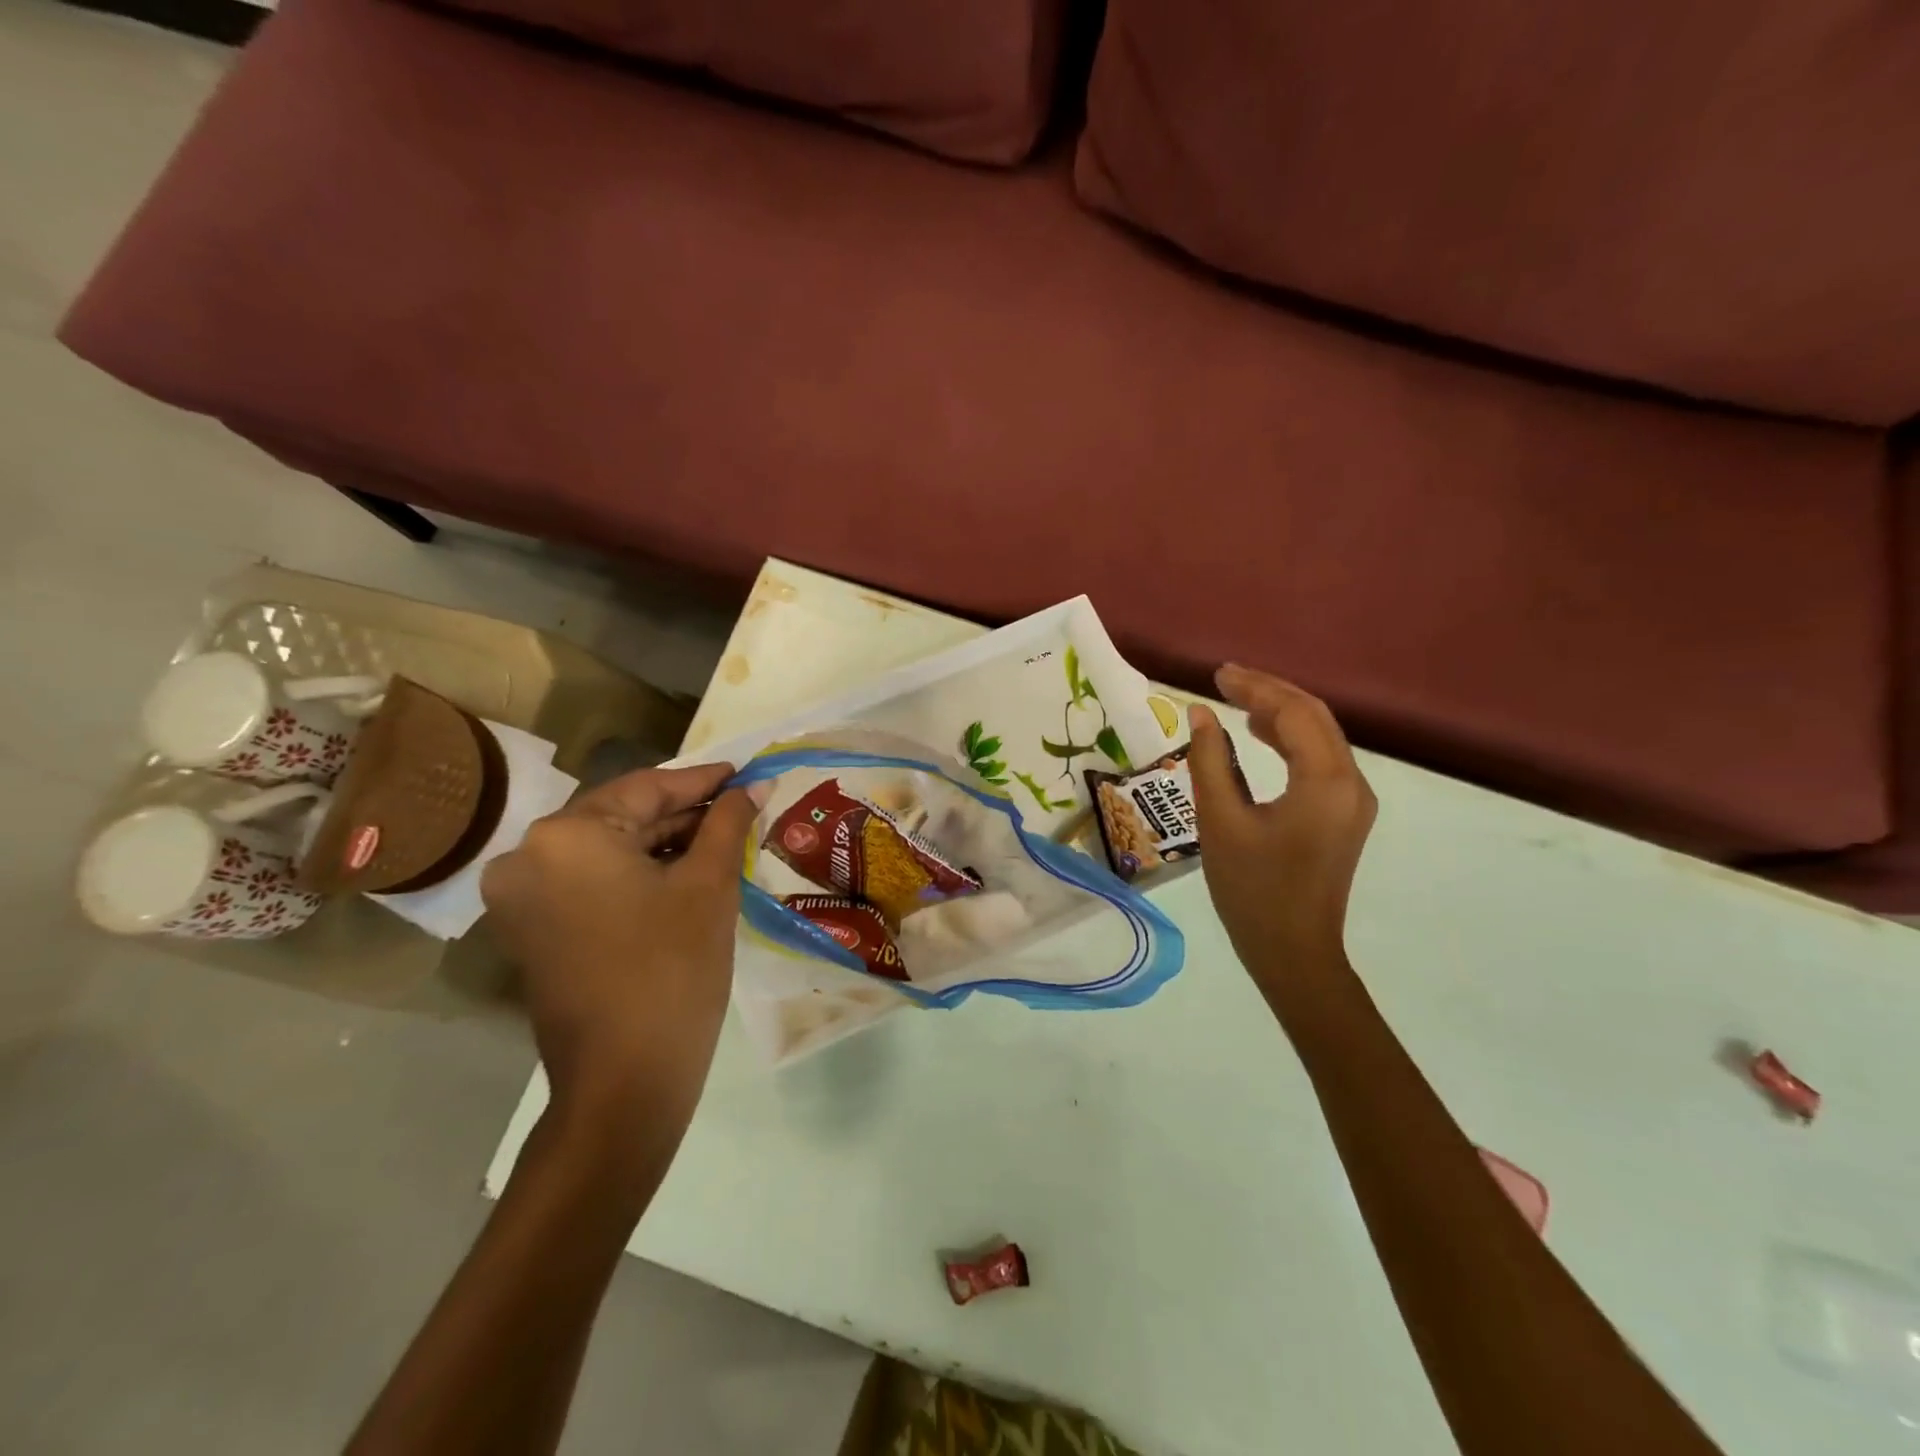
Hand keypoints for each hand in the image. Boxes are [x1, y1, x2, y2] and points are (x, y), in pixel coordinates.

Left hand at [481, 763, 758, 1158]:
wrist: (625, 1080)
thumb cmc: (674, 970)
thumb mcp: (709, 885)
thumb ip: (729, 822)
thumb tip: (756, 785)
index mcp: (566, 835)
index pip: (647, 788)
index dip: (703, 780)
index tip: (745, 773)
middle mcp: (528, 854)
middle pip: (622, 815)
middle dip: (684, 813)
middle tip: (740, 808)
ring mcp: (521, 895)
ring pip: (606, 848)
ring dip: (661, 842)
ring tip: (720, 838)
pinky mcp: (530, 927)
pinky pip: (589, 879)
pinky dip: (634, 871)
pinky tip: (682, 870)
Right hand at [1187, 665, 1376, 988]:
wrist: (1293, 951)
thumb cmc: (1251, 890)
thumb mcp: (1220, 822)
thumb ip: (1209, 761)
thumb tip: (1200, 714)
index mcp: (1325, 783)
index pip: (1294, 714)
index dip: (1255, 688)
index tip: (1216, 675)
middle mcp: (1351, 783)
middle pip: (1314, 717)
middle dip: (1269, 692)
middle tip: (1224, 679)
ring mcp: (1353, 800)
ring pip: (1320, 736)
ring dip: (1281, 713)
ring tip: (1236, 700)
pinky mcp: (1344, 814)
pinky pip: (1320, 759)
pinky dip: (1289, 739)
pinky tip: (1259, 735)